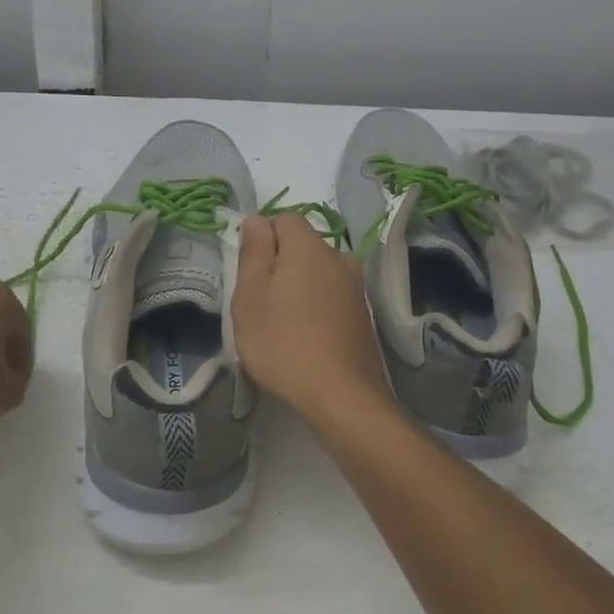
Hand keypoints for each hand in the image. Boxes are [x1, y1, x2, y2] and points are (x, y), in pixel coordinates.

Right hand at [231, 214, 390, 418]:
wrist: (341, 395)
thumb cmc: (283, 341)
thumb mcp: (250, 295)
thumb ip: (253, 251)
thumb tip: (257, 219)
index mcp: (309, 246)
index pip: (284, 218)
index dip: (263, 237)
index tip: (250, 272)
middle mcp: (339, 257)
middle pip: (303, 244)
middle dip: (281, 262)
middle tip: (261, 300)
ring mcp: (355, 286)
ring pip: (318, 270)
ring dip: (300, 285)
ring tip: (283, 321)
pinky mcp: (363, 313)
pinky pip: (332, 294)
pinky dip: (317, 305)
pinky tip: (306, 335)